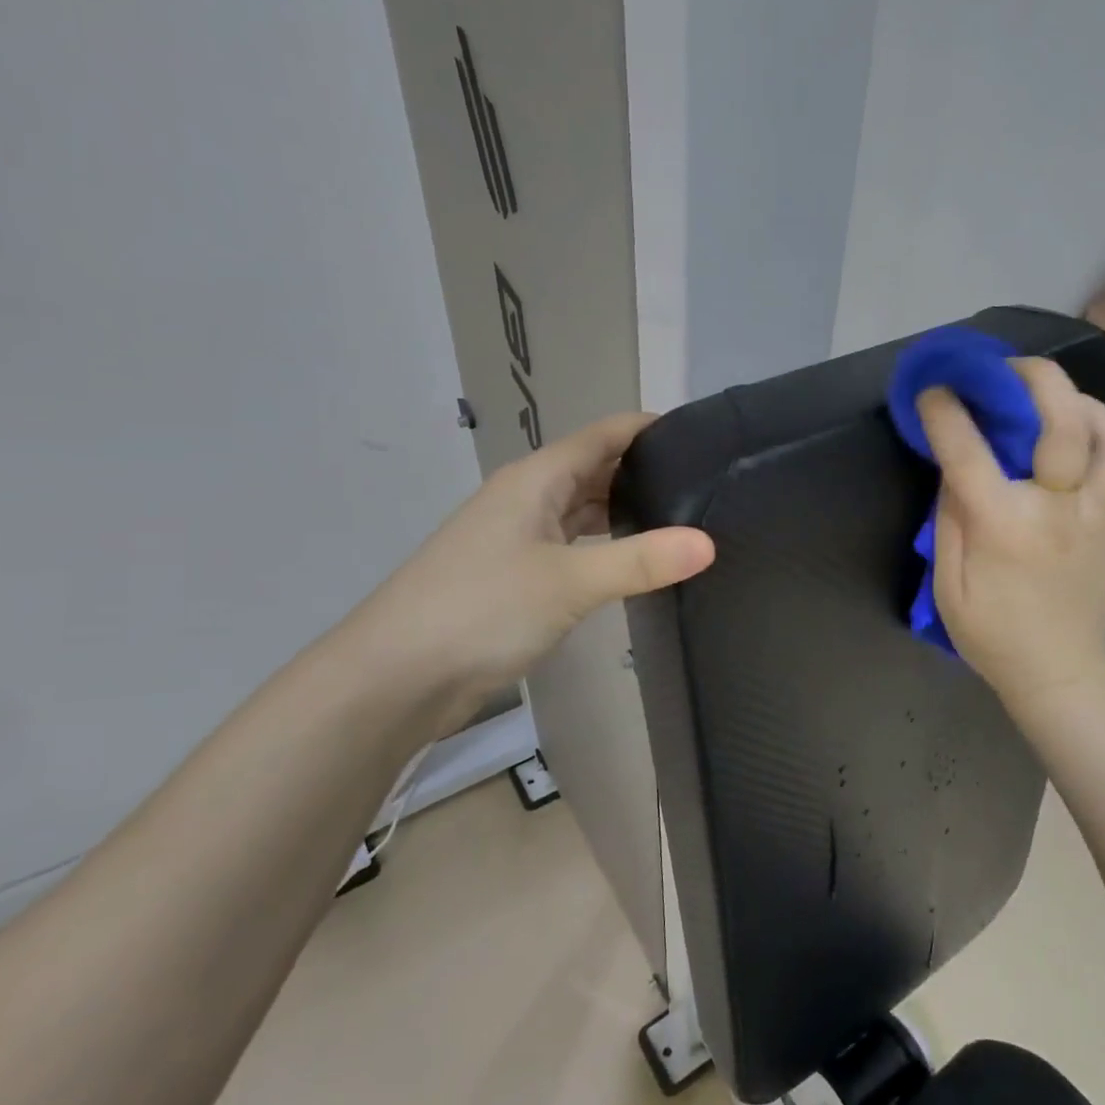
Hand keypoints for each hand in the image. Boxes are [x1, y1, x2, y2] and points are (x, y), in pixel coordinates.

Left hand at [345, 413, 713, 732]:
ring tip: (684, 522)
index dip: (651, 429)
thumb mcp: (569, 582)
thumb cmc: (481, 609)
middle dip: (646, 473)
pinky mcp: (516, 578)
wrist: (395, 676)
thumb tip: (709, 542)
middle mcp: (526, 499)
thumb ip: (640, 561)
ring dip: (625, 513)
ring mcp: (518, 539)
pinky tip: (633, 565)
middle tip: (709, 487)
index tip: (706, 438)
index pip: (604, 435)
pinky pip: (572, 548)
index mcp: (536, 479)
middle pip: (595, 470)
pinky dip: (603, 549)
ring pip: (582, 511)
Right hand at [916, 358, 1104, 714]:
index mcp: (1003, 526)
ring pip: (1104, 431)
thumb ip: (949, 521)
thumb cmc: (992, 635)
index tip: (932, 391)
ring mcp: (1095, 511)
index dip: (946, 413)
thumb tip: (953, 469)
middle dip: (1031, 377)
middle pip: (1059, 421)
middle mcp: (1056, 507)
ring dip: (1074, 396)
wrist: (1061, 671)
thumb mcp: (948, 586)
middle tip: (1004, 366)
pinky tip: (1074, 423)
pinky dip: (1098, 427)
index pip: (968, 451)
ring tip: (1045, 390)